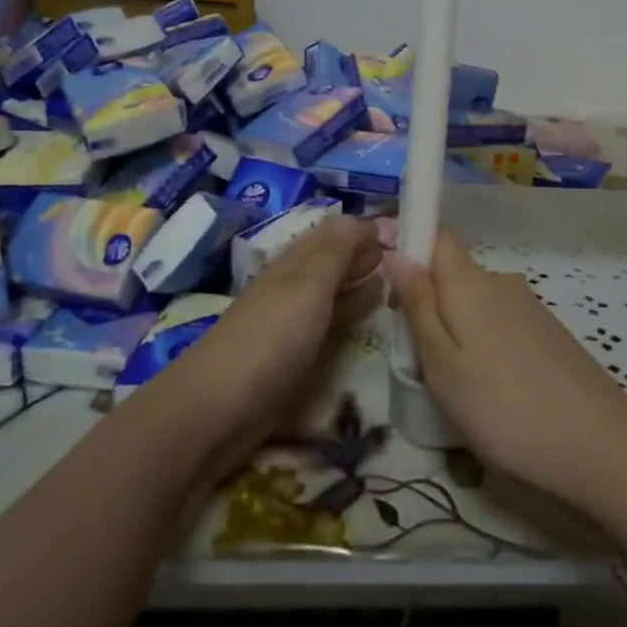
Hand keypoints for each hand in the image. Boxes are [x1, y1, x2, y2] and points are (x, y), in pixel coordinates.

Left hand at [160, 217, 382, 478]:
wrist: (219, 407)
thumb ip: (337, 251)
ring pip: (332, 290)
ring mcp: (292, 321)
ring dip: (359, 281)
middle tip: (407, 257)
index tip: (405, 233)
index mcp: (295, 262)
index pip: (334, 232)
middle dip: (365, 253)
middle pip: (332, 260)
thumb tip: (364, 218)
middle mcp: (293, 285)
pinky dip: (351, 312)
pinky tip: (367, 316)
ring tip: (396, 282)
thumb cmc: (271, 337)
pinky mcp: (293, 354)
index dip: (364, 228)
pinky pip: (329, 322)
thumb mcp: (309, 284)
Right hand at [387, 231, 626, 506]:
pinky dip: (486, 344)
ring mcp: (530, 307)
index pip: (438, 236)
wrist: (597, 444)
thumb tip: (396, 252)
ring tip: (455, 383)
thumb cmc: (502, 406)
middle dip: (430, 302)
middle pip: (455, 274)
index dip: (412, 250)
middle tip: (417, 357)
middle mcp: (502, 282)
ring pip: (478, 303)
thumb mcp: (442, 363)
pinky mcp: (549, 333)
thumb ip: (418, 305)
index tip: (394, 291)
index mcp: (470, 282)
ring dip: (458, 328)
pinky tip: (493, 388)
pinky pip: (501, 323)